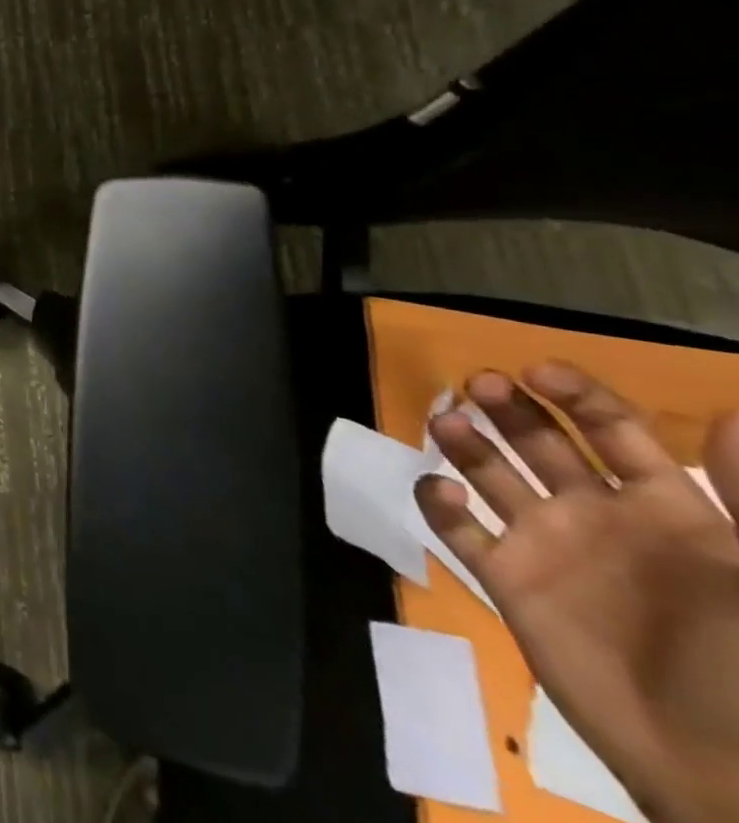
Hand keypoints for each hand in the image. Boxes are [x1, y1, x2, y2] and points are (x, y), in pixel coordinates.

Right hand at [418, 363, 738, 822]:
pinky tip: (439, 490)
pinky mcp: (505, 578)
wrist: (721, 774)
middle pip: (541, 441)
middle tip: (479, 384)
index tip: (537, 371)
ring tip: (446, 423)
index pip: (613, 432)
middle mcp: (598, 516)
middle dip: (508, 406)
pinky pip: (457, 529)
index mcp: (666, 511)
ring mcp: (546, 545)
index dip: (576, 395)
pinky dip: (437, 502)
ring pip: (490, 472)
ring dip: (465, 441)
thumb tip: (736, 414)